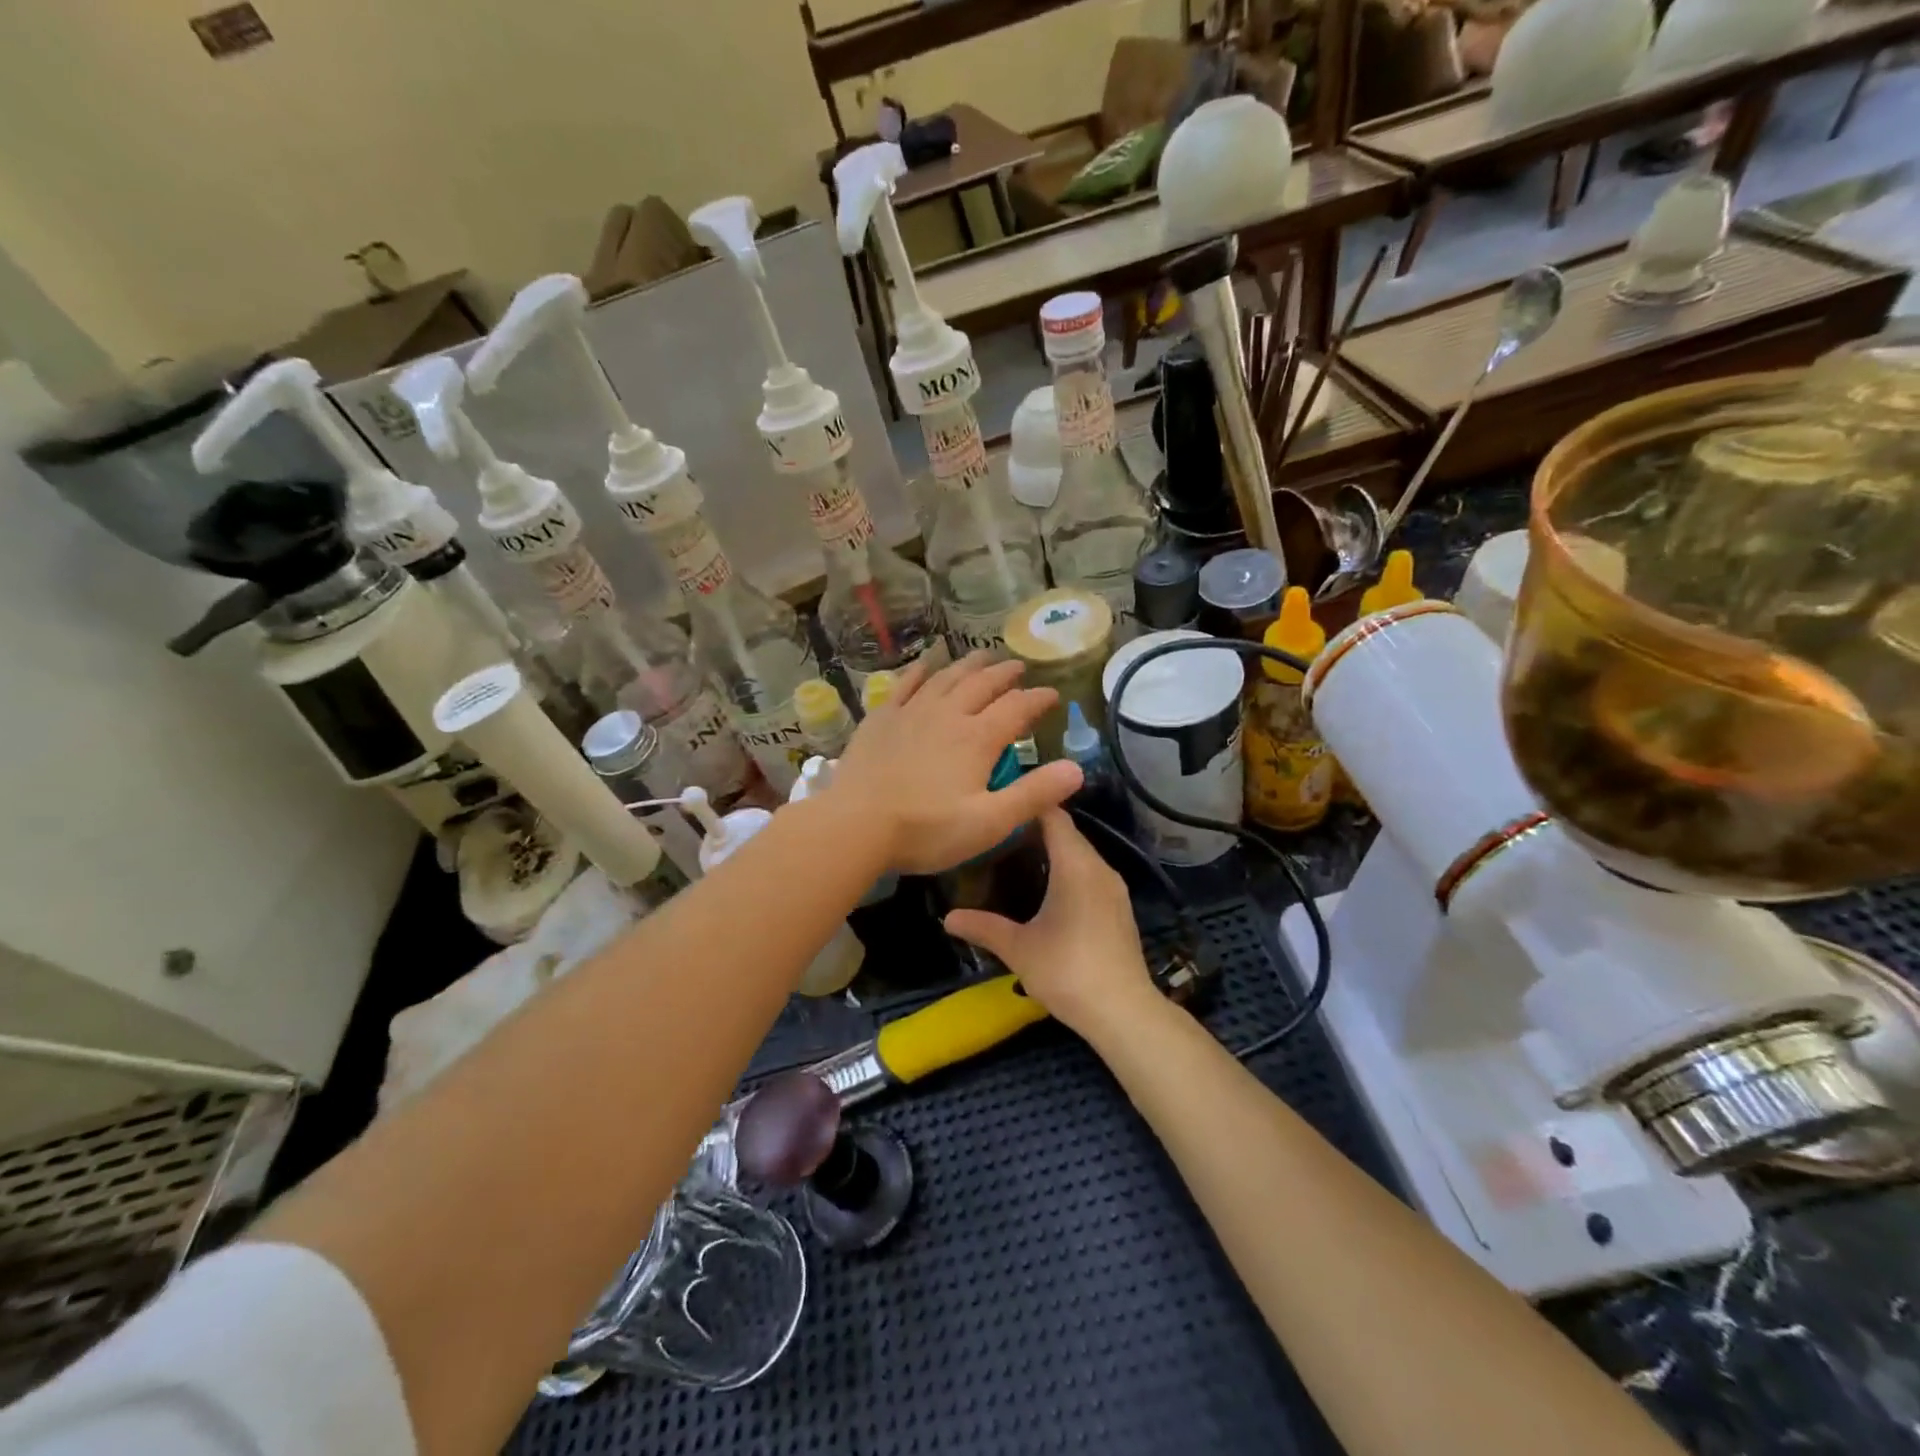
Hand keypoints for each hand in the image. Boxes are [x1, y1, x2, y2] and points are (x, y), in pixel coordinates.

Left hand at [834, 652, 1082, 875]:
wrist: (856, 826)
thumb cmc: (926, 830)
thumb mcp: (989, 822)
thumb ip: (1033, 795)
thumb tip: (1077, 769)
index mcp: (977, 739)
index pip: (1017, 708)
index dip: (1038, 699)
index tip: (1053, 694)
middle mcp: (947, 715)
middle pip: (982, 684)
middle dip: (1004, 674)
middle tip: (1018, 666)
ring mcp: (911, 713)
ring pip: (946, 678)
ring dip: (968, 665)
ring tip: (982, 656)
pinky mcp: (881, 719)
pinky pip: (905, 685)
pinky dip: (920, 671)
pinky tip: (926, 664)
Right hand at [943, 809, 1158, 1041]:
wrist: (1123, 1012)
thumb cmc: (1067, 970)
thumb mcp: (1018, 948)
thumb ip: (983, 927)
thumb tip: (947, 918)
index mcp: (1076, 865)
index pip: (1054, 816)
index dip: (1028, 805)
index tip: (1000, 804)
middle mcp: (1100, 867)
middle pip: (1068, 833)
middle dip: (1035, 829)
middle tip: (998, 833)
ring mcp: (1114, 888)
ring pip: (1081, 854)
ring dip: (1054, 851)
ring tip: (1016, 857)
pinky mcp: (1120, 908)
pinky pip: (1091, 874)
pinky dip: (1069, 871)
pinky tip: (1047, 889)